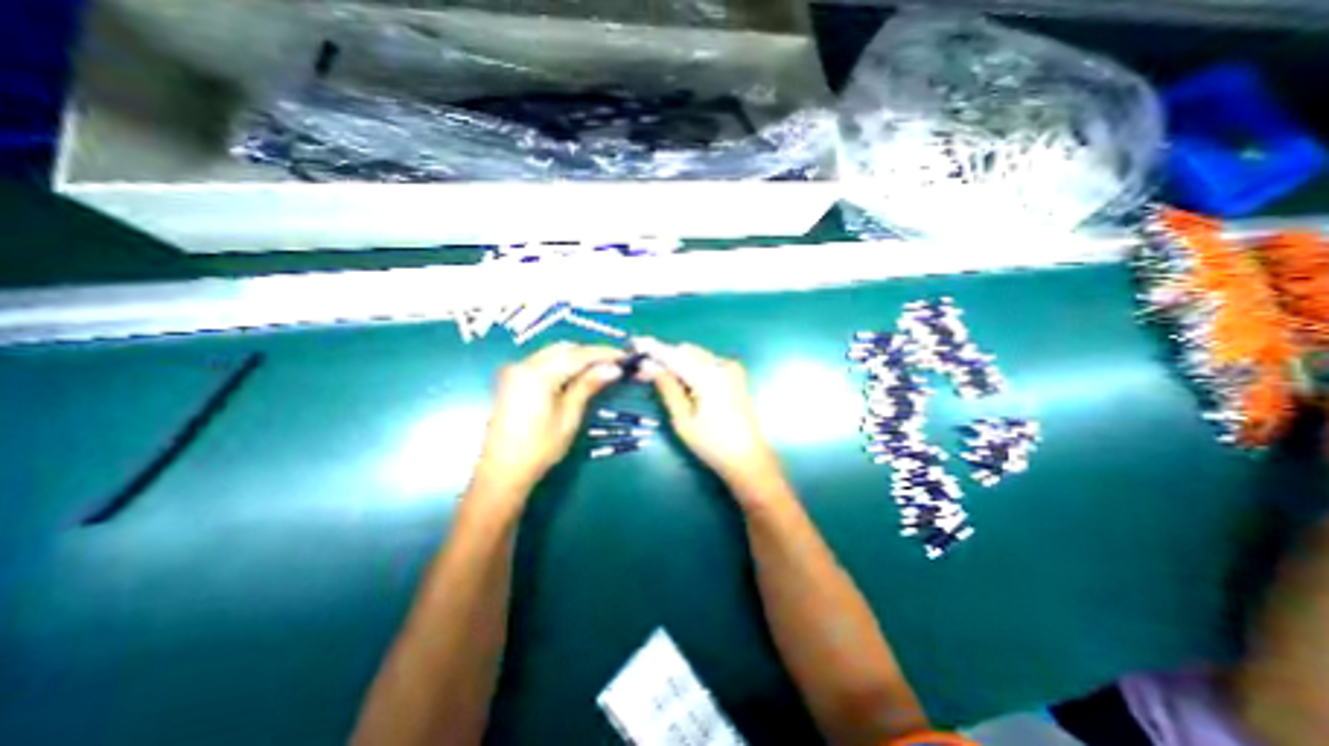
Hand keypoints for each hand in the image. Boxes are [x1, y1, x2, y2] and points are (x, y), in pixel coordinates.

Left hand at [476, 344, 627, 499]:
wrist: (503, 471)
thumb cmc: (540, 448)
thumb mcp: (569, 416)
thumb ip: (588, 386)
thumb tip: (613, 368)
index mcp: (538, 374)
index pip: (578, 355)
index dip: (603, 353)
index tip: (624, 356)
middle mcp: (524, 365)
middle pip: (564, 349)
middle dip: (590, 353)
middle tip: (614, 363)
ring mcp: (515, 371)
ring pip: (553, 353)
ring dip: (577, 357)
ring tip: (600, 368)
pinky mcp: (513, 379)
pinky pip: (543, 362)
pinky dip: (562, 364)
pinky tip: (577, 374)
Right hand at [637, 341, 779, 498]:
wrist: (747, 457)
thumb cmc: (712, 444)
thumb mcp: (683, 419)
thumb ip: (667, 388)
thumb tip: (649, 367)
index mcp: (708, 376)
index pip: (674, 356)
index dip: (653, 349)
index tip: (635, 343)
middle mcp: (721, 365)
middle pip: (686, 352)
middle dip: (664, 358)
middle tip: (645, 370)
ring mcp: (731, 368)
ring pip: (696, 355)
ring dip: (677, 362)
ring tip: (660, 376)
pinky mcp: (735, 375)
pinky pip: (707, 362)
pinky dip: (691, 367)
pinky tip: (682, 381)